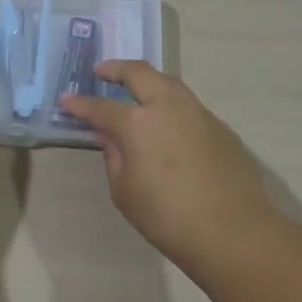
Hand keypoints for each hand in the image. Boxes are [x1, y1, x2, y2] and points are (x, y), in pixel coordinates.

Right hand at [59, 61, 278, 276]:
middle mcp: (168, 107)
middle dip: (116, 69)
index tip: (66, 99)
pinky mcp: (220, 127)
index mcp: (138, 123)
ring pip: (169, 82)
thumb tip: (107, 134)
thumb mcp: (124, 191)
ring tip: (134, 88)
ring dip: (147, 80)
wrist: (234, 232)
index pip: (101, 107)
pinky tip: (166, 121)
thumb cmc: (167, 217)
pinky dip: (169, 103)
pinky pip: (188, 104)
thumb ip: (113, 155)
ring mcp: (198, 113)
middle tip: (101, 71)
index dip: (81, 103)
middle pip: (140, 73)